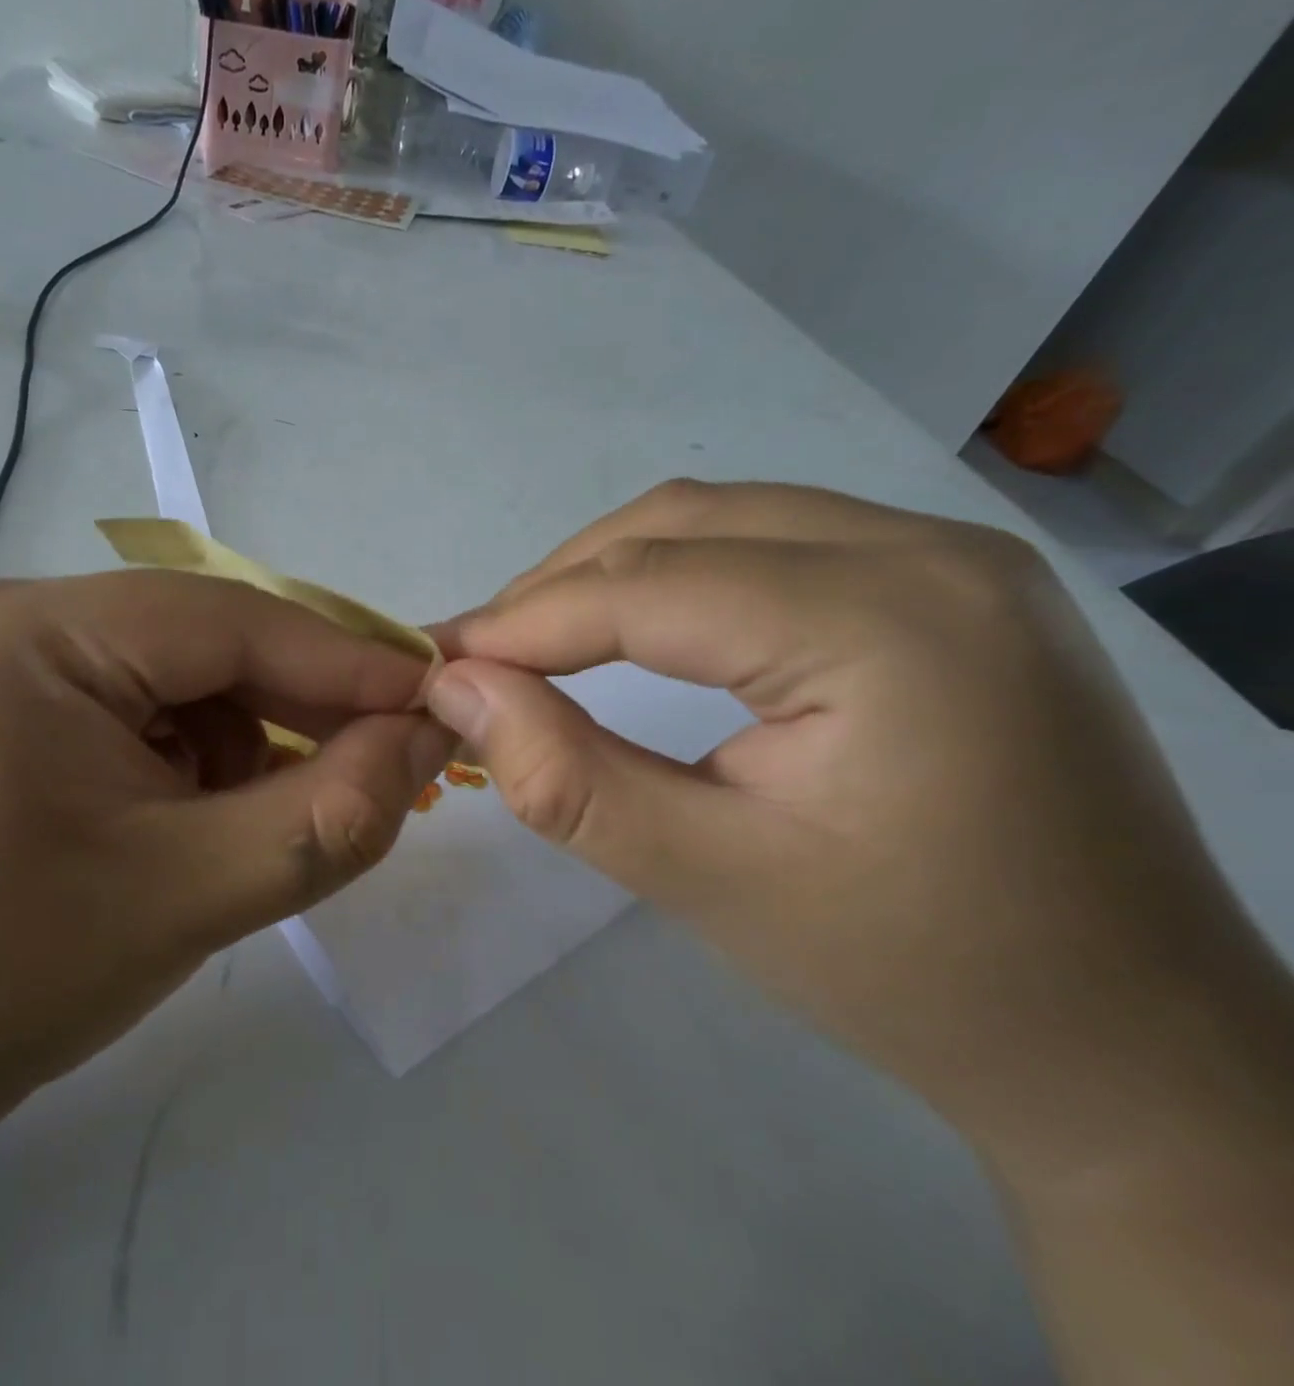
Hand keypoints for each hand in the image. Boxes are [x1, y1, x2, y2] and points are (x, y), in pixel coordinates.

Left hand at [0, 572, 453, 1138]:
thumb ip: (331, 816)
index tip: (433, 698)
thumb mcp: (191, 896)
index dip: (343, 661)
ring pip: (171, 676)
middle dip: (294, 707)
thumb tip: (429, 740)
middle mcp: (2, 619)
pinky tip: (195, 820)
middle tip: (379, 763)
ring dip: (241, 740)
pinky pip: (129, 705)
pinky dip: (188, 755)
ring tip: (263, 820)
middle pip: (197, 642)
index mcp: (26, 634)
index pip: (226, 620)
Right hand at [426, 481, 1291, 1172]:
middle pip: (679, 525)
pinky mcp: (944, 583)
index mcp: (888, 623)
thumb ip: (566, 779)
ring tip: (538, 643)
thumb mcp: (710, 881)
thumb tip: (457, 689)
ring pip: (718, 520)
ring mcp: (947, 554)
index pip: (646, 587)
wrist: (1124, 1040)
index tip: (436, 662)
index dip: (522, 622)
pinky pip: (768, 542)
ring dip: (609, 572)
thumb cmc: (913, 973)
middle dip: (557, 587)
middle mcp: (927, 549)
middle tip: (480, 658)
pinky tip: (636, 629)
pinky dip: (675, 577)